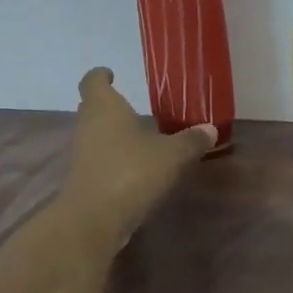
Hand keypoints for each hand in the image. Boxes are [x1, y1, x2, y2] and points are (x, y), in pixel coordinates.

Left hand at [60, 67, 215, 245]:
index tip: (112, 74)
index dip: (101, 75)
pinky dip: (115, 159)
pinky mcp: (85, 180)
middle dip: (112, 107)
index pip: (93, 81)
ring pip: (97, 135)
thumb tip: (210, 129)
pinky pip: (100, 160)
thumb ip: (190, 141)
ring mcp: (82, 154)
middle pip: (93, 108)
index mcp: (104, 107)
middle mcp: (87, 126)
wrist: (95, 219)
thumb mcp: (171, 156)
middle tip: (135, 108)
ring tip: (142, 139)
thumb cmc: (131, 172)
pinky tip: (137, 168)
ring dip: (115, 135)